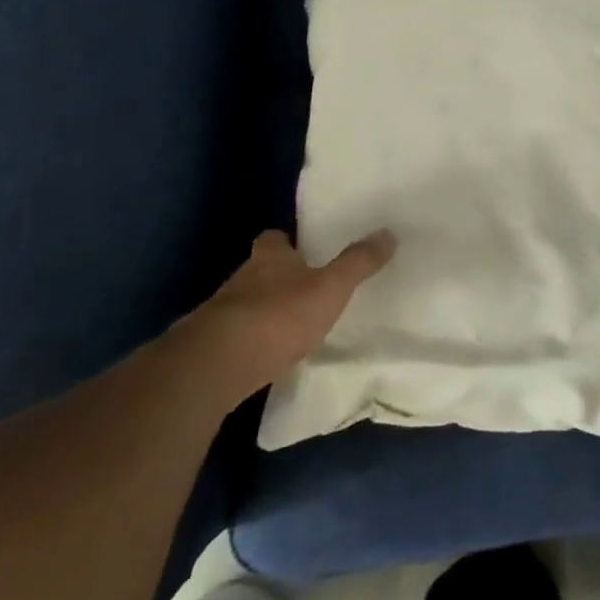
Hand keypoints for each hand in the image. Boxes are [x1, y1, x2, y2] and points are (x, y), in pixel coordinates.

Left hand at [205, 228, 395, 388]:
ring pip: (246, 304)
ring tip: (289, 326)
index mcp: (270, 256)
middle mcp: (241, 278)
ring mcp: (221, 314)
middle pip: (259, 270)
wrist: (216, 366)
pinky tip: (266, 356)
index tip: (304, 250)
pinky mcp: (210, 349)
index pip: (274, 238)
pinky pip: (235, 338)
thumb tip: (389, 233)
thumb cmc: (278, 316)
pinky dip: (250, 343)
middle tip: (304, 289)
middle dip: (278, 278)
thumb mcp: (331, 287)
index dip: (287, 242)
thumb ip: (358, 263)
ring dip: (263, 312)